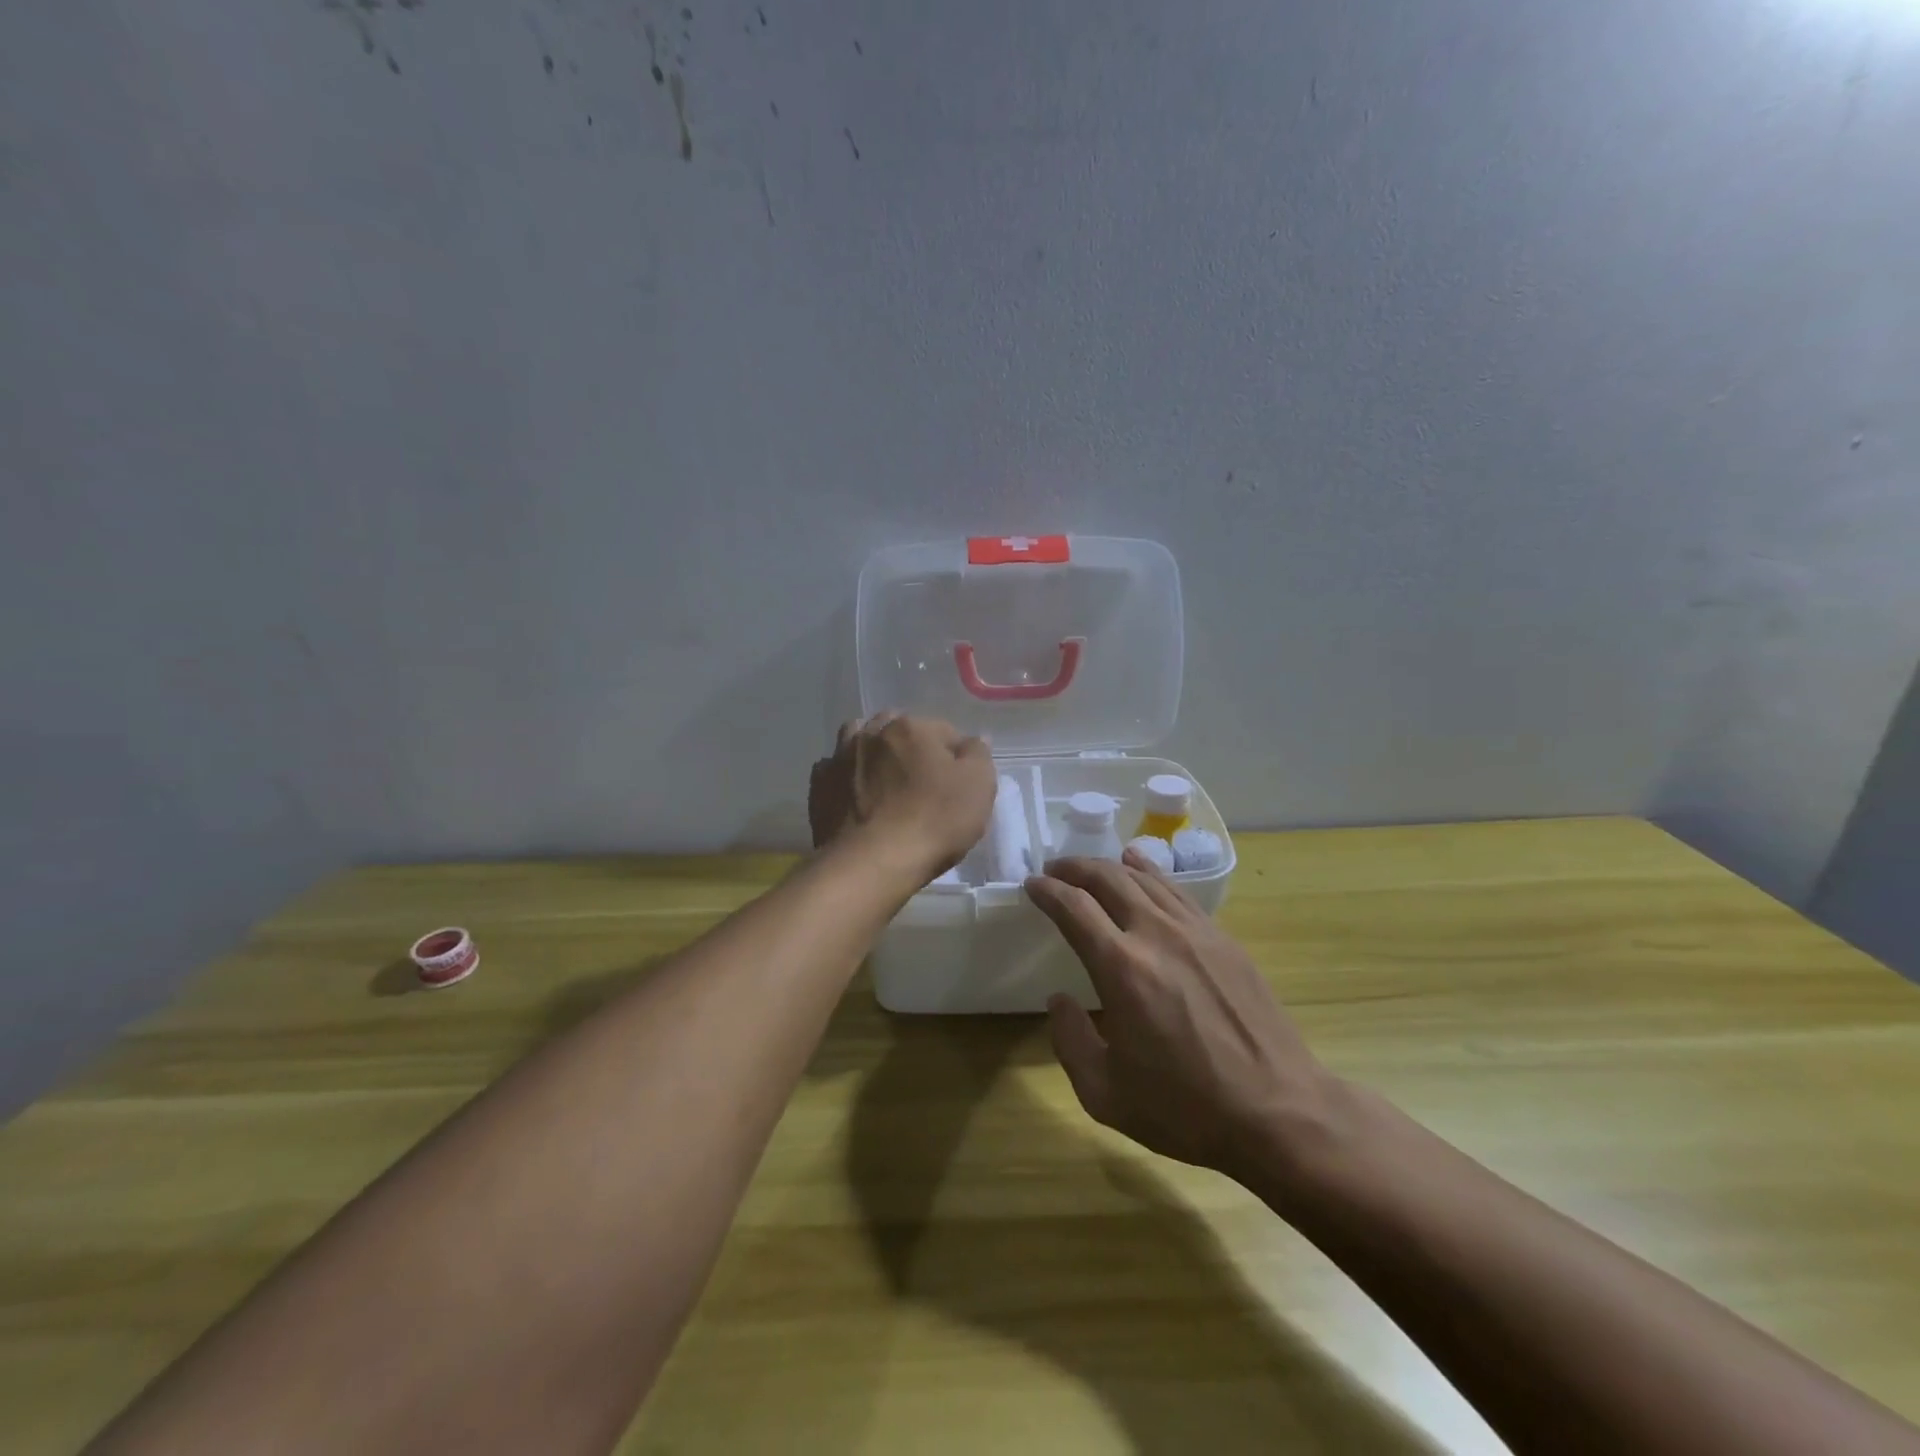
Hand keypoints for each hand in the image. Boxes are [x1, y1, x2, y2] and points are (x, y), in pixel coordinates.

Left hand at [809, 713, 996, 884]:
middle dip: (911, 747)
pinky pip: (834, 769)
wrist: (872, 863)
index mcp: (911, 727)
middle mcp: (872, 733)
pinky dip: (845, 775)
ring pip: (860, 740)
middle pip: (898, 729)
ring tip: (884, 780)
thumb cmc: (933, 821)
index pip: (944, 731)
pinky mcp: (819, 786)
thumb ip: (978, 754)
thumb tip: (972, 740)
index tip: (959, 785)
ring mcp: (840, 757)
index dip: (956, 757)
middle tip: (922, 782)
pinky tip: (855, 795)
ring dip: (873, 751)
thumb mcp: (978, 787)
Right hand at [1025, 846, 1345, 1186]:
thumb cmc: (1186, 1108)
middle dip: (1075, 868)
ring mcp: (1196, 932)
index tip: (1031, 884)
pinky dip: (1151, 873)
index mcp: (1122, 968)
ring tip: (1091, 868)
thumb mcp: (1106, 1094)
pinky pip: (1178, 892)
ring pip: (1145, 878)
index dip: (1047, 891)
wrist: (1279, 1112)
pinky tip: (1141, 868)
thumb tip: (1059, 1000)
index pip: (1074, 908)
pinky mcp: (1224, 939)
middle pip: (1108, 879)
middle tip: (1055, 870)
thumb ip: (1070, 1041)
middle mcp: (1156, 935)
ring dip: (1110, 867)